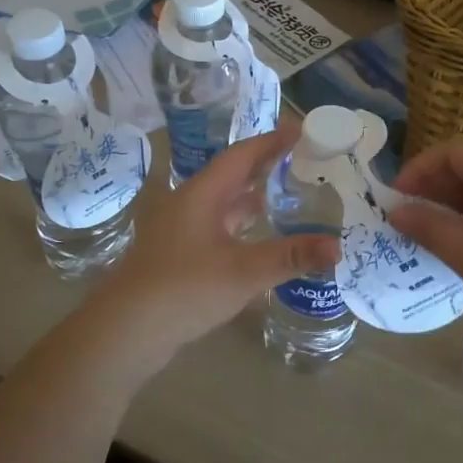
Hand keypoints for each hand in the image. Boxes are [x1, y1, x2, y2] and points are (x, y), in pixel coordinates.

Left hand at [80, 122, 339, 370]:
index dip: (272, 141)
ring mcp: (181, 231)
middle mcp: (189, 205)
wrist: (125, 332)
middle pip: (232, 175)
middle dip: (266, 165)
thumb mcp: (243, 272)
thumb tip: (337, 247)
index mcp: (201, 195)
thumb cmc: (183, 290)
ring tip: (289, 192)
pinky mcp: (179, 256)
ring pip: (224, 203)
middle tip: (304, 159)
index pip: (241, 155)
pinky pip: (219, 227)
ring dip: (254, 196)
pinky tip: (260, 237)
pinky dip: (243, 224)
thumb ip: (291, 257)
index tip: (302, 130)